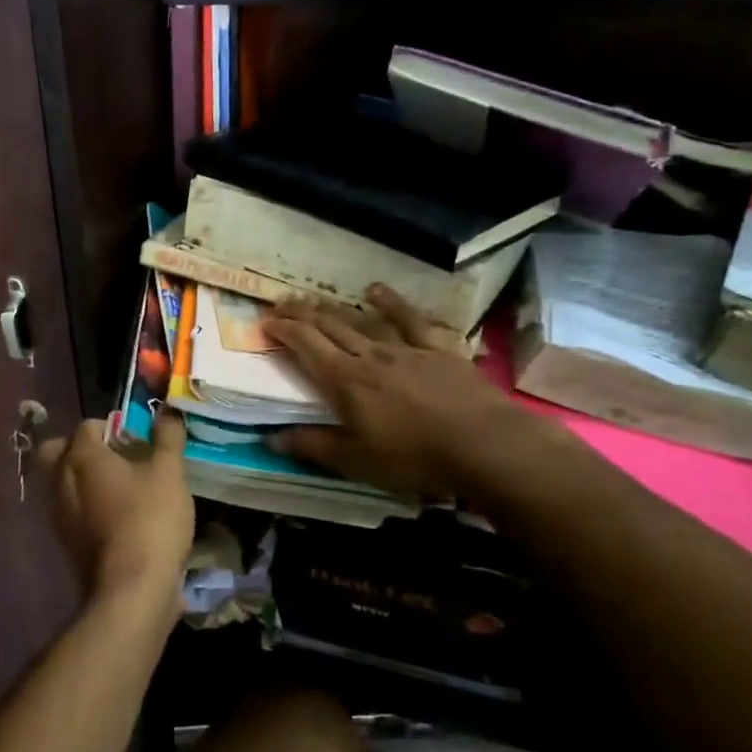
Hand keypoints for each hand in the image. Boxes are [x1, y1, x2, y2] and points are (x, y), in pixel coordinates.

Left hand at [35, 413, 193, 615]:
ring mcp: (58, 514)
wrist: (130, 590)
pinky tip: (115, 517)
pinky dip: (86, 507)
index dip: (112, 426)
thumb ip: (167, 438)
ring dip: (84, 479)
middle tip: (115, 458)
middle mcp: (60, 480)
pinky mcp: (64, 542)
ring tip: (121, 488)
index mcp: (81, 456)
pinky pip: (70, 511)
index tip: (136, 438)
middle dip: (81, 449)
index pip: (87, 426)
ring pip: (61, 483)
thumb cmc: (149, 520)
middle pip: (59, 451)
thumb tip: (167, 410)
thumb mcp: (169, 473)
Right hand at [264, 284, 563, 500]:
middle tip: (282, 304)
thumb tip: (268, 437)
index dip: (284, 330)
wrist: (486, 445)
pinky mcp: (437, 349)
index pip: (306, 346)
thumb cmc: (415, 458)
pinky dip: (391, 303)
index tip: (265, 321)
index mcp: (345, 381)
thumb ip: (312, 445)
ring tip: (315, 299)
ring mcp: (405, 348)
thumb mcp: (356, 461)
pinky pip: (410, 320)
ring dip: (335, 308)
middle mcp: (370, 356)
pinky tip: (376, 290)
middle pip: (329, 327)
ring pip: (362, 321)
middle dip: (301, 313)